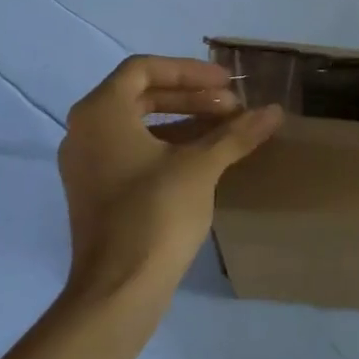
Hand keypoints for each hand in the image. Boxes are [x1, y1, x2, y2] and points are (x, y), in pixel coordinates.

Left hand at [57, 56, 281, 306]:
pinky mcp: (96, 191)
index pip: (144, 69)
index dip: (189, 70)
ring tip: (226, 130)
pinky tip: (204, 159)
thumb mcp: (201, 167)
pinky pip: (133, 150)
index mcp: (100, 113)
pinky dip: (168, 145)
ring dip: (183, 120)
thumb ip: (236, 133)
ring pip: (137, 124)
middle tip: (232, 106)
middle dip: (191, 95)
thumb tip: (274, 110)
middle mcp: (84, 131)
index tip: (228, 83)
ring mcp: (87, 164)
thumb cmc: (155, 214)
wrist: (118, 289)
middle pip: (141, 94)